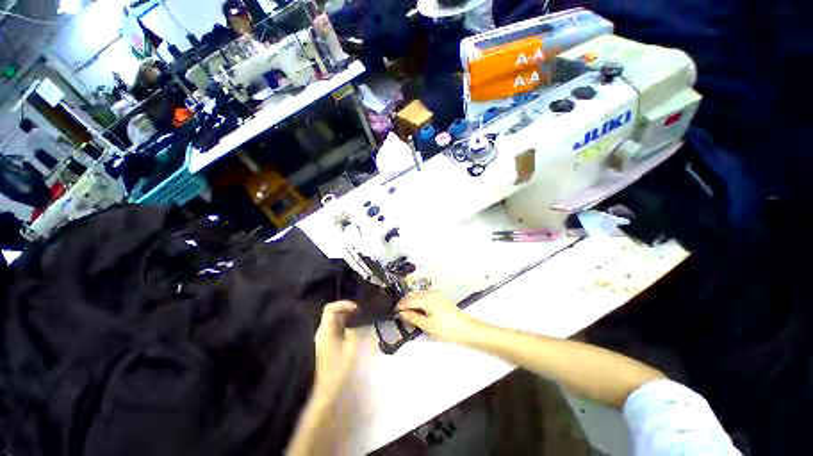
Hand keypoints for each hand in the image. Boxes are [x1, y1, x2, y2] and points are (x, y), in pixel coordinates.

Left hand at [314, 301, 360, 394]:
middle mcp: (321, 331)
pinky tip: (353, 330)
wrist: (327, 390)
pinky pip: (334, 328)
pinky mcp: (325, 344)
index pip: (330, 308)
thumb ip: (354, 330)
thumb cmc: (339, 369)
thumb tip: (357, 320)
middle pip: (332, 313)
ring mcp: (322, 338)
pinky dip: (344, 325)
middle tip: (360, 313)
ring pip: (333, 320)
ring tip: (359, 320)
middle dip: (346, 309)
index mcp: (326, 331)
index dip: (343, 304)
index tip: (356, 308)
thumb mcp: (351, 348)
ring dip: (346, 317)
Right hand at [396, 291, 477, 343]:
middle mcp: (430, 292)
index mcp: (426, 298)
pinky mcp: (439, 298)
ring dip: (411, 302)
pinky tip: (417, 311)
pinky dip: (418, 302)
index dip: (400, 306)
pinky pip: (424, 297)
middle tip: (398, 314)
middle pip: (413, 295)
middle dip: (404, 303)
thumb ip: (412, 317)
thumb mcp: (427, 325)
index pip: (409, 299)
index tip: (393, 313)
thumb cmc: (446, 328)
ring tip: (406, 314)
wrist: (466, 329)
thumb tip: (400, 313)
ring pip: (418, 295)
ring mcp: (436, 294)